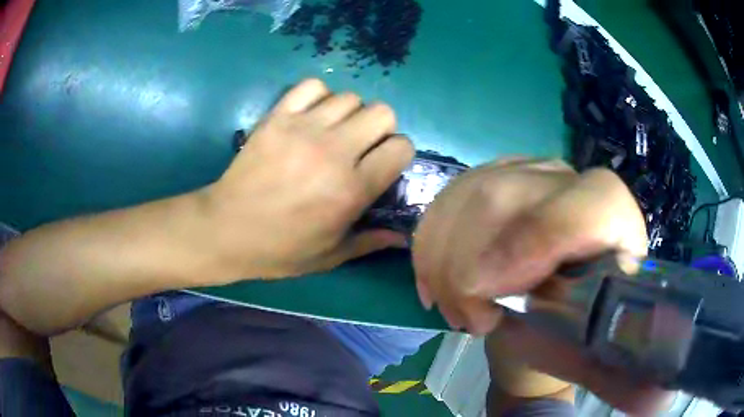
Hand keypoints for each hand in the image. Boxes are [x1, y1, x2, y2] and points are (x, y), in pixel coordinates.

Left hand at [205, 79, 413, 280]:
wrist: (226, 230)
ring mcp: (303, 129)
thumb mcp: (330, 255)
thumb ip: (371, 241)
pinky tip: (310, 116)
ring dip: (349, 114)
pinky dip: (318, 96)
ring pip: (350, 98)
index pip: (401, 147)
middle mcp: (334, 151)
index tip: (383, 164)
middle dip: (379, 129)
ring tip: (333, 132)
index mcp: (352, 189)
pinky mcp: (277, 117)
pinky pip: (312, 86)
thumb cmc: (280, 248)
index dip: (398, 154)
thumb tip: (403, 238)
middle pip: (382, 113)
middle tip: (360, 146)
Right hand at [413, 158, 670, 414]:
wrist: (551, 301)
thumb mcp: (603, 360)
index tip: (492, 298)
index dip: (537, 242)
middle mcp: (574, 184)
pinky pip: (449, 196)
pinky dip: (430, 241)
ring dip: (446, 257)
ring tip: (453, 304)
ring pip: (470, 191)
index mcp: (616, 223)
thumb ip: (630, 380)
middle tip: (466, 318)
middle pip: (511, 194)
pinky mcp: (493, 175)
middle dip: (471, 263)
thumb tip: (661, 405)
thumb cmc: (580, 333)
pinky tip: (436, 277)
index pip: (587, 207)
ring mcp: (529, 172)